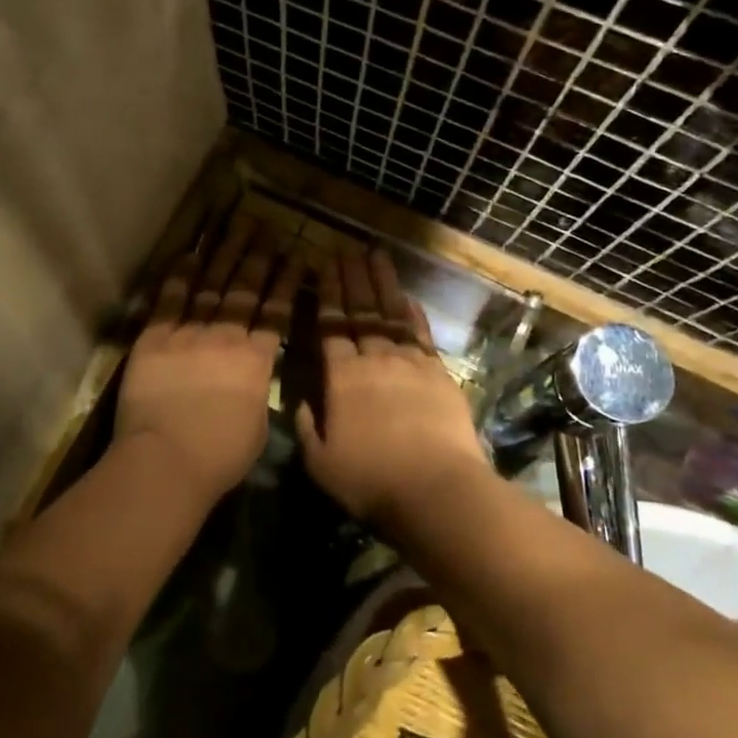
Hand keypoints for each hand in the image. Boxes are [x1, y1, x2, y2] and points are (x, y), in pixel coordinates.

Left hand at [114, 215, 304, 504]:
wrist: (167, 460)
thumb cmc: (219, 456)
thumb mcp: (258, 425)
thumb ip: (258, 391)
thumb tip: (255, 376)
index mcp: (256, 360)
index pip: (276, 311)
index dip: (286, 281)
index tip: (295, 254)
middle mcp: (226, 337)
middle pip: (245, 289)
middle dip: (258, 256)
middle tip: (267, 228)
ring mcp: (189, 333)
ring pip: (211, 285)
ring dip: (224, 254)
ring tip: (236, 228)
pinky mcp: (155, 338)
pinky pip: (170, 300)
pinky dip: (180, 275)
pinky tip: (190, 253)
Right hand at [295, 249, 487, 523]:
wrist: (436, 489)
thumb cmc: (372, 481)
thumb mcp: (321, 464)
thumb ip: (307, 427)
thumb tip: (299, 402)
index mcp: (341, 377)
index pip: (330, 326)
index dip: (327, 293)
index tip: (323, 265)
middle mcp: (373, 359)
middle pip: (359, 311)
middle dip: (351, 277)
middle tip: (345, 248)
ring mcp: (409, 362)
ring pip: (391, 313)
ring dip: (382, 282)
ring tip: (375, 254)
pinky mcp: (438, 373)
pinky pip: (422, 334)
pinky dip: (414, 313)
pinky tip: (408, 295)